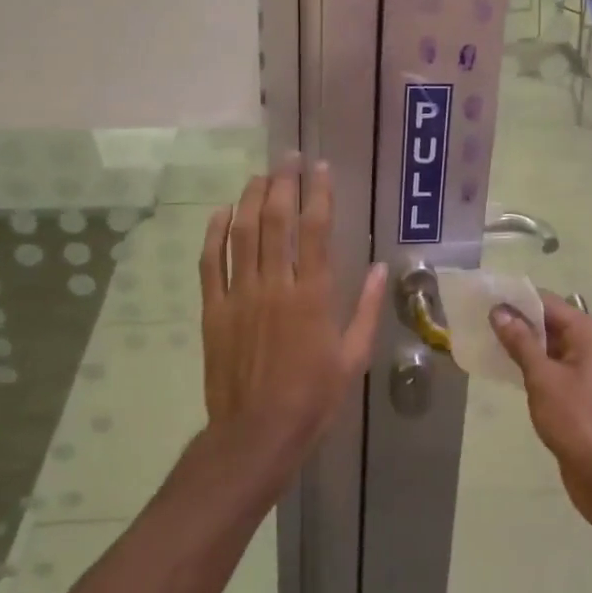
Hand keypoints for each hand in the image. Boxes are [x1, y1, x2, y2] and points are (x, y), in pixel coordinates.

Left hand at [199, 159, 387, 465]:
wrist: (256, 434)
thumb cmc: (313, 398)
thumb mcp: (353, 357)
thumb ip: (365, 309)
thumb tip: (381, 269)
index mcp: (312, 295)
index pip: (315, 229)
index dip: (319, 193)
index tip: (321, 168)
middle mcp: (275, 285)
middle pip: (277, 220)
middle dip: (284, 183)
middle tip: (289, 158)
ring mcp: (240, 295)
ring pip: (243, 233)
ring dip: (251, 199)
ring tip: (261, 175)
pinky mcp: (214, 310)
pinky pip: (210, 263)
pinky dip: (214, 233)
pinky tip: (221, 212)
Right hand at [490, 294, 591, 529]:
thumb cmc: (577, 419)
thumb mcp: (543, 377)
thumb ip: (521, 342)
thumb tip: (499, 312)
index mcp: (590, 332)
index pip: (547, 303)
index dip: (515, 300)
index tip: (484, 299)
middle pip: (549, 322)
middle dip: (516, 322)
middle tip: (479, 320)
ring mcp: (588, 368)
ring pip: (549, 345)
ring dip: (521, 344)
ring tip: (485, 340)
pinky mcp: (581, 391)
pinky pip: (552, 366)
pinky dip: (531, 364)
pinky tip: (504, 368)